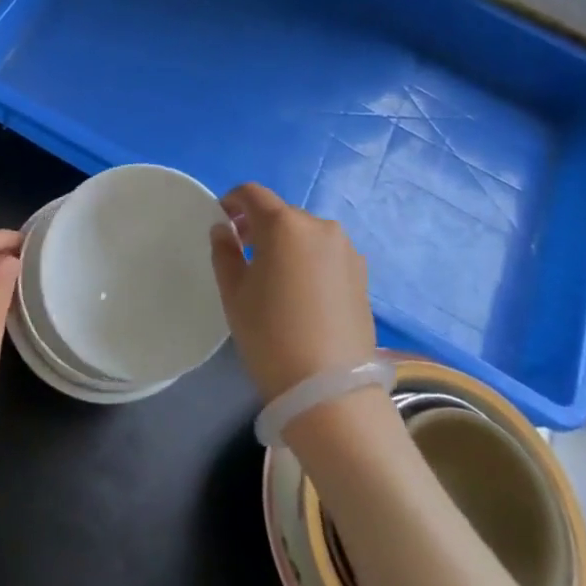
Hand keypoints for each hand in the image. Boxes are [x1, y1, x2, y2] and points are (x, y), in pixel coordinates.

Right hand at [209, 183, 375, 402]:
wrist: (330, 391)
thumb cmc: (270, 335)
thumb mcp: (234, 293)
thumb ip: (225, 252)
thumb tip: (224, 229)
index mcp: (285, 224)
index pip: (253, 194)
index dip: (232, 201)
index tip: (222, 221)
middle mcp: (320, 227)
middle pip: (282, 214)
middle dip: (260, 226)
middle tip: (244, 254)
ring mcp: (347, 251)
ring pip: (306, 235)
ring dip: (287, 244)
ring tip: (274, 278)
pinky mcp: (363, 275)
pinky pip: (327, 255)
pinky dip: (309, 261)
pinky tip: (301, 294)